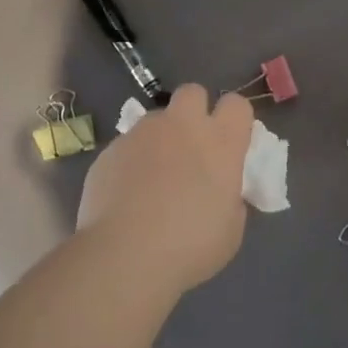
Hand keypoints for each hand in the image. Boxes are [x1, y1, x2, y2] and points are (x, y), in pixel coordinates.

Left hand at [78, 85, 254, 291]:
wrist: (125, 255)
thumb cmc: (191, 245)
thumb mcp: (231, 228)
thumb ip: (230, 198)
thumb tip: (221, 192)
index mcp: (220, 142)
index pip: (237, 104)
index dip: (234, 119)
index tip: (230, 142)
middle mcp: (182, 126)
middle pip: (192, 92)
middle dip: (194, 111)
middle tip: (191, 146)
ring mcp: (142, 134)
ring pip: (156, 120)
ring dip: (160, 138)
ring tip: (153, 178)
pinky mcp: (110, 150)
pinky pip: (127, 146)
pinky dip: (131, 163)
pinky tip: (126, 195)